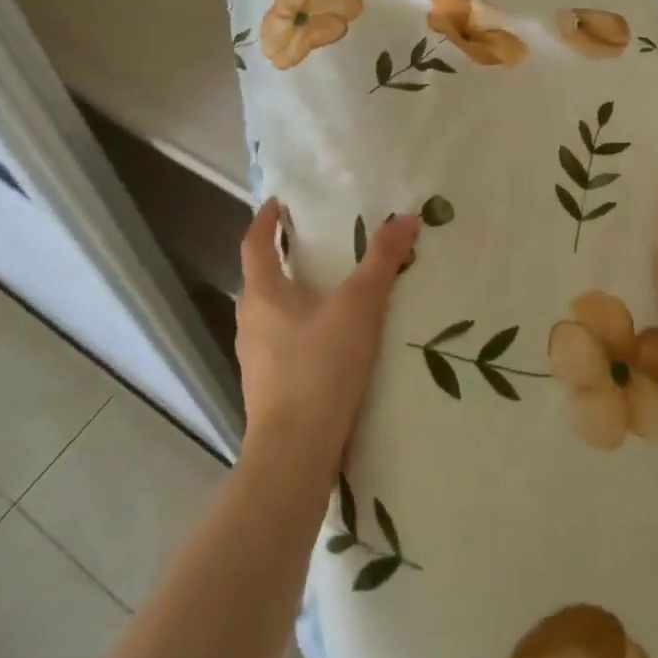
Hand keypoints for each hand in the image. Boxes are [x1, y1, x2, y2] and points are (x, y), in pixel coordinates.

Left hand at [235, 199, 419, 482]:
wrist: (295, 454)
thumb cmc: (321, 368)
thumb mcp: (360, 307)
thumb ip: (383, 261)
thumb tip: (406, 217)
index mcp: (263, 294)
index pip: (254, 244)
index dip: (266, 220)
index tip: (279, 203)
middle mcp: (251, 322)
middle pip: (262, 280)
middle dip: (285, 259)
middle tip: (318, 245)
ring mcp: (256, 359)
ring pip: (272, 315)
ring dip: (294, 298)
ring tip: (331, 293)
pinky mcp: (268, 389)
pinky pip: (282, 345)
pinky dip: (301, 331)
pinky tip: (331, 344)